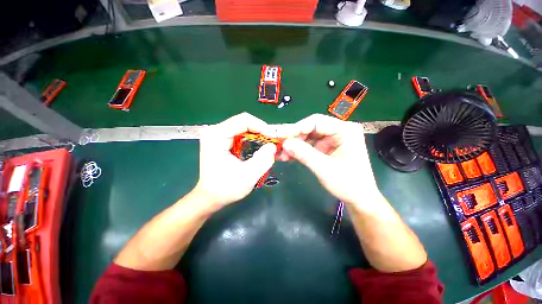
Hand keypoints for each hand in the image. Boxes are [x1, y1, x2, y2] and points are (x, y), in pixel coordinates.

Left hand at [193, 113, 276, 210]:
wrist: (210, 197)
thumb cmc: (226, 188)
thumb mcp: (247, 176)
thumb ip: (262, 160)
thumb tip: (273, 146)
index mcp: (217, 136)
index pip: (243, 120)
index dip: (262, 126)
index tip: (273, 137)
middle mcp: (215, 131)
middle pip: (244, 123)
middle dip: (261, 132)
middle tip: (273, 142)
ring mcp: (217, 135)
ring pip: (244, 128)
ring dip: (258, 136)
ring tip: (268, 146)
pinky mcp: (221, 140)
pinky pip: (241, 134)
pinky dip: (252, 140)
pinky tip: (258, 149)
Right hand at [279, 114, 378, 206]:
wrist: (359, 198)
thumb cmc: (348, 184)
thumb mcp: (325, 169)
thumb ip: (304, 154)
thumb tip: (284, 143)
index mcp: (346, 130)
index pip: (316, 122)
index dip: (296, 128)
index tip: (279, 135)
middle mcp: (339, 130)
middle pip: (310, 127)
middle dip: (293, 137)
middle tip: (278, 144)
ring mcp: (332, 138)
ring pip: (308, 136)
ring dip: (294, 144)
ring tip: (281, 153)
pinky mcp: (327, 146)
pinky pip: (309, 144)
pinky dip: (298, 150)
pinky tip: (288, 155)